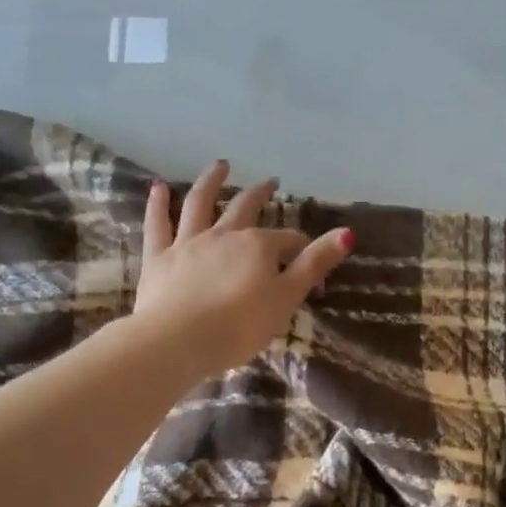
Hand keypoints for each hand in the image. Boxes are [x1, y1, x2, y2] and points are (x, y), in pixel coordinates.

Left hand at [133, 160, 353, 378]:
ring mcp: (188, 243)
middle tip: (270, 182)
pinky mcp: (159, 258)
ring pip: (200, 204)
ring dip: (211, 182)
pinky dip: (158, 204)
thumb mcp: (287, 297)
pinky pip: (158, 225)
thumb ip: (314, 264)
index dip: (300, 248)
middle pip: (244, 208)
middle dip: (260, 195)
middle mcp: (224, 235)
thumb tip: (347, 232)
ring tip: (220, 165)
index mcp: (258, 246)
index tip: (307, 258)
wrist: (178, 341)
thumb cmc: (240, 326)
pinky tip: (159, 187)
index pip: (287, 241)